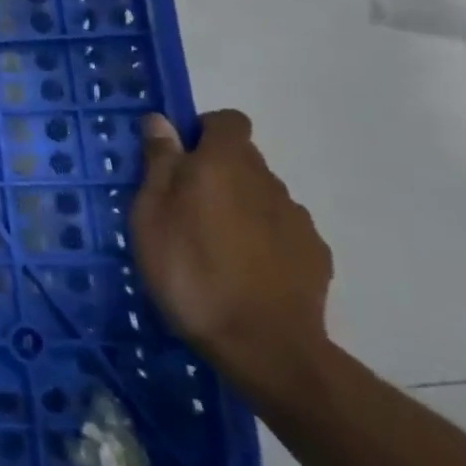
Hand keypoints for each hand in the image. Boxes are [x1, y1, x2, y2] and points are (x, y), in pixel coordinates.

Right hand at [130, 110, 333, 402]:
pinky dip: (261, 237)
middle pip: (243, 158)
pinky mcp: (314, 254)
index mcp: (224, 164)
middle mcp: (266, 180)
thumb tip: (161, 121)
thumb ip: (160, 163)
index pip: (227, 121)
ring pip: (260, 194)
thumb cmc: (189, 270)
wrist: (263, 344)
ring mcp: (296, 219)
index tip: (178, 157)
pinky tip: (242, 269)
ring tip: (211, 244)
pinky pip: (280, 229)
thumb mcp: (151, 214)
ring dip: (237, 204)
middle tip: (183, 206)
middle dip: (215, 171)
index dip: (203, 131)